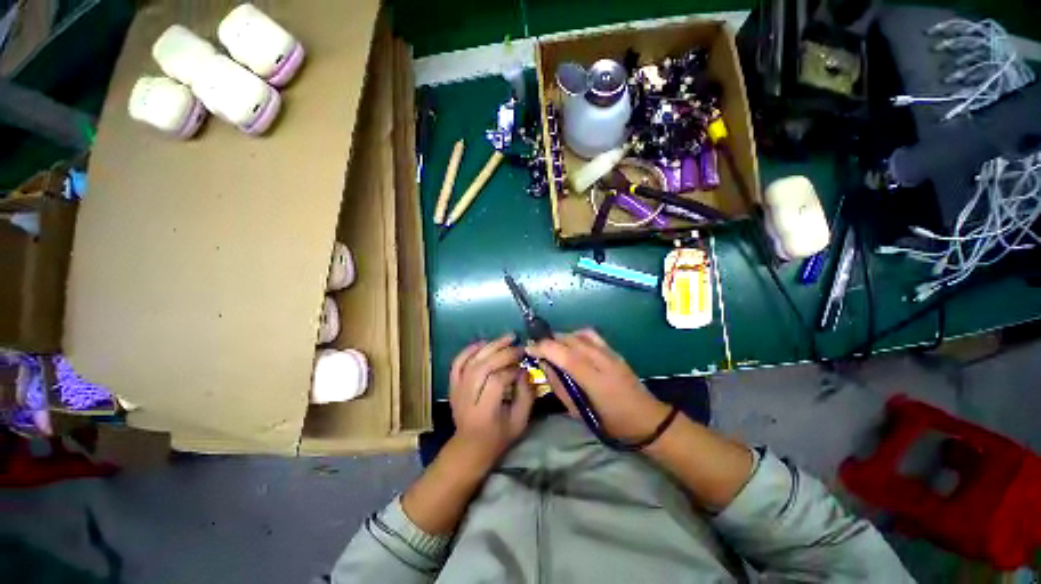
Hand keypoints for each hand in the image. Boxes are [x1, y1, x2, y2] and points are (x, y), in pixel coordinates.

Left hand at [448, 334, 533, 468]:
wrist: (469, 446)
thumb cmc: (498, 436)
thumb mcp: (519, 422)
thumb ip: (526, 396)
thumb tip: (525, 371)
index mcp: (484, 411)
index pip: (496, 381)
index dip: (512, 371)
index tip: (524, 367)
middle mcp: (467, 398)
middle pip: (483, 367)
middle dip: (503, 353)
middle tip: (519, 347)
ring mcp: (457, 390)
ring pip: (471, 361)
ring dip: (490, 346)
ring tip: (507, 338)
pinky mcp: (453, 385)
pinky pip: (458, 362)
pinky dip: (469, 350)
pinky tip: (484, 343)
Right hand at [528, 329, 669, 441]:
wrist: (648, 419)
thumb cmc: (612, 423)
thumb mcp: (580, 413)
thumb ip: (560, 388)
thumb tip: (545, 367)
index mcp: (594, 379)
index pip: (563, 354)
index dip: (543, 348)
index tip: (528, 348)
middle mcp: (601, 360)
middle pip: (569, 340)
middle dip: (549, 341)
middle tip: (537, 349)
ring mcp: (609, 353)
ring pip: (579, 334)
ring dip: (562, 337)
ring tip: (552, 347)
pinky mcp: (614, 351)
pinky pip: (591, 335)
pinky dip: (576, 335)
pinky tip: (571, 345)